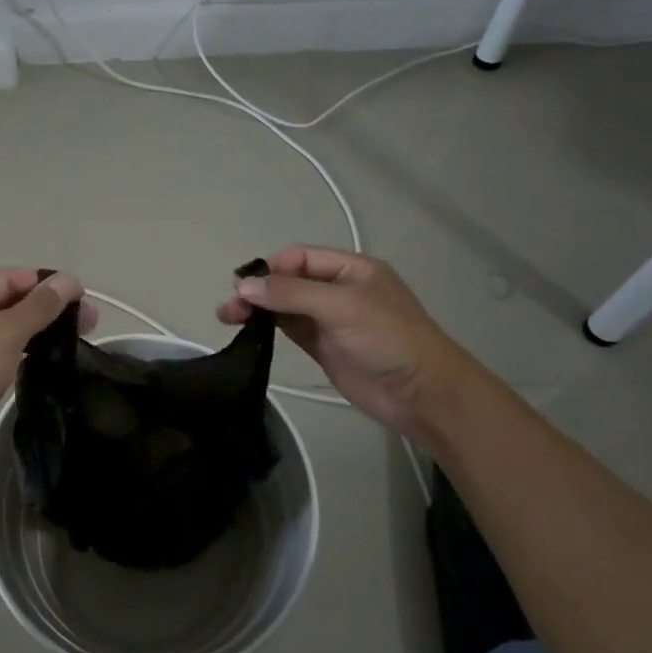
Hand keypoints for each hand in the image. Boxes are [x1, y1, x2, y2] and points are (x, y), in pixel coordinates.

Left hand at [0, 268, 95, 479]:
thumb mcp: (4, 334)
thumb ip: (39, 306)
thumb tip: (70, 279)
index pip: (6, 279)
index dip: (43, 282)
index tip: (80, 293)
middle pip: (9, 302)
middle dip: (48, 306)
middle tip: (89, 317)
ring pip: (11, 328)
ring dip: (43, 328)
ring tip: (82, 332)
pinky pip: (8, 352)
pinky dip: (30, 348)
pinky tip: (57, 352)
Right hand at [218, 245, 474, 444]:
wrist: (423, 395)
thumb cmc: (389, 338)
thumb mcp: (342, 306)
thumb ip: (292, 293)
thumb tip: (244, 285)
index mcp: (350, 269)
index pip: (300, 257)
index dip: (271, 267)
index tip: (244, 284)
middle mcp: (338, 290)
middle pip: (288, 281)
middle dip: (259, 289)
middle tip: (230, 306)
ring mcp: (329, 320)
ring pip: (284, 306)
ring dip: (257, 308)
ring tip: (228, 317)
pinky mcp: (322, 347)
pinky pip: (289, 329)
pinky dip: (267, 328)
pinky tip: (247, 330)